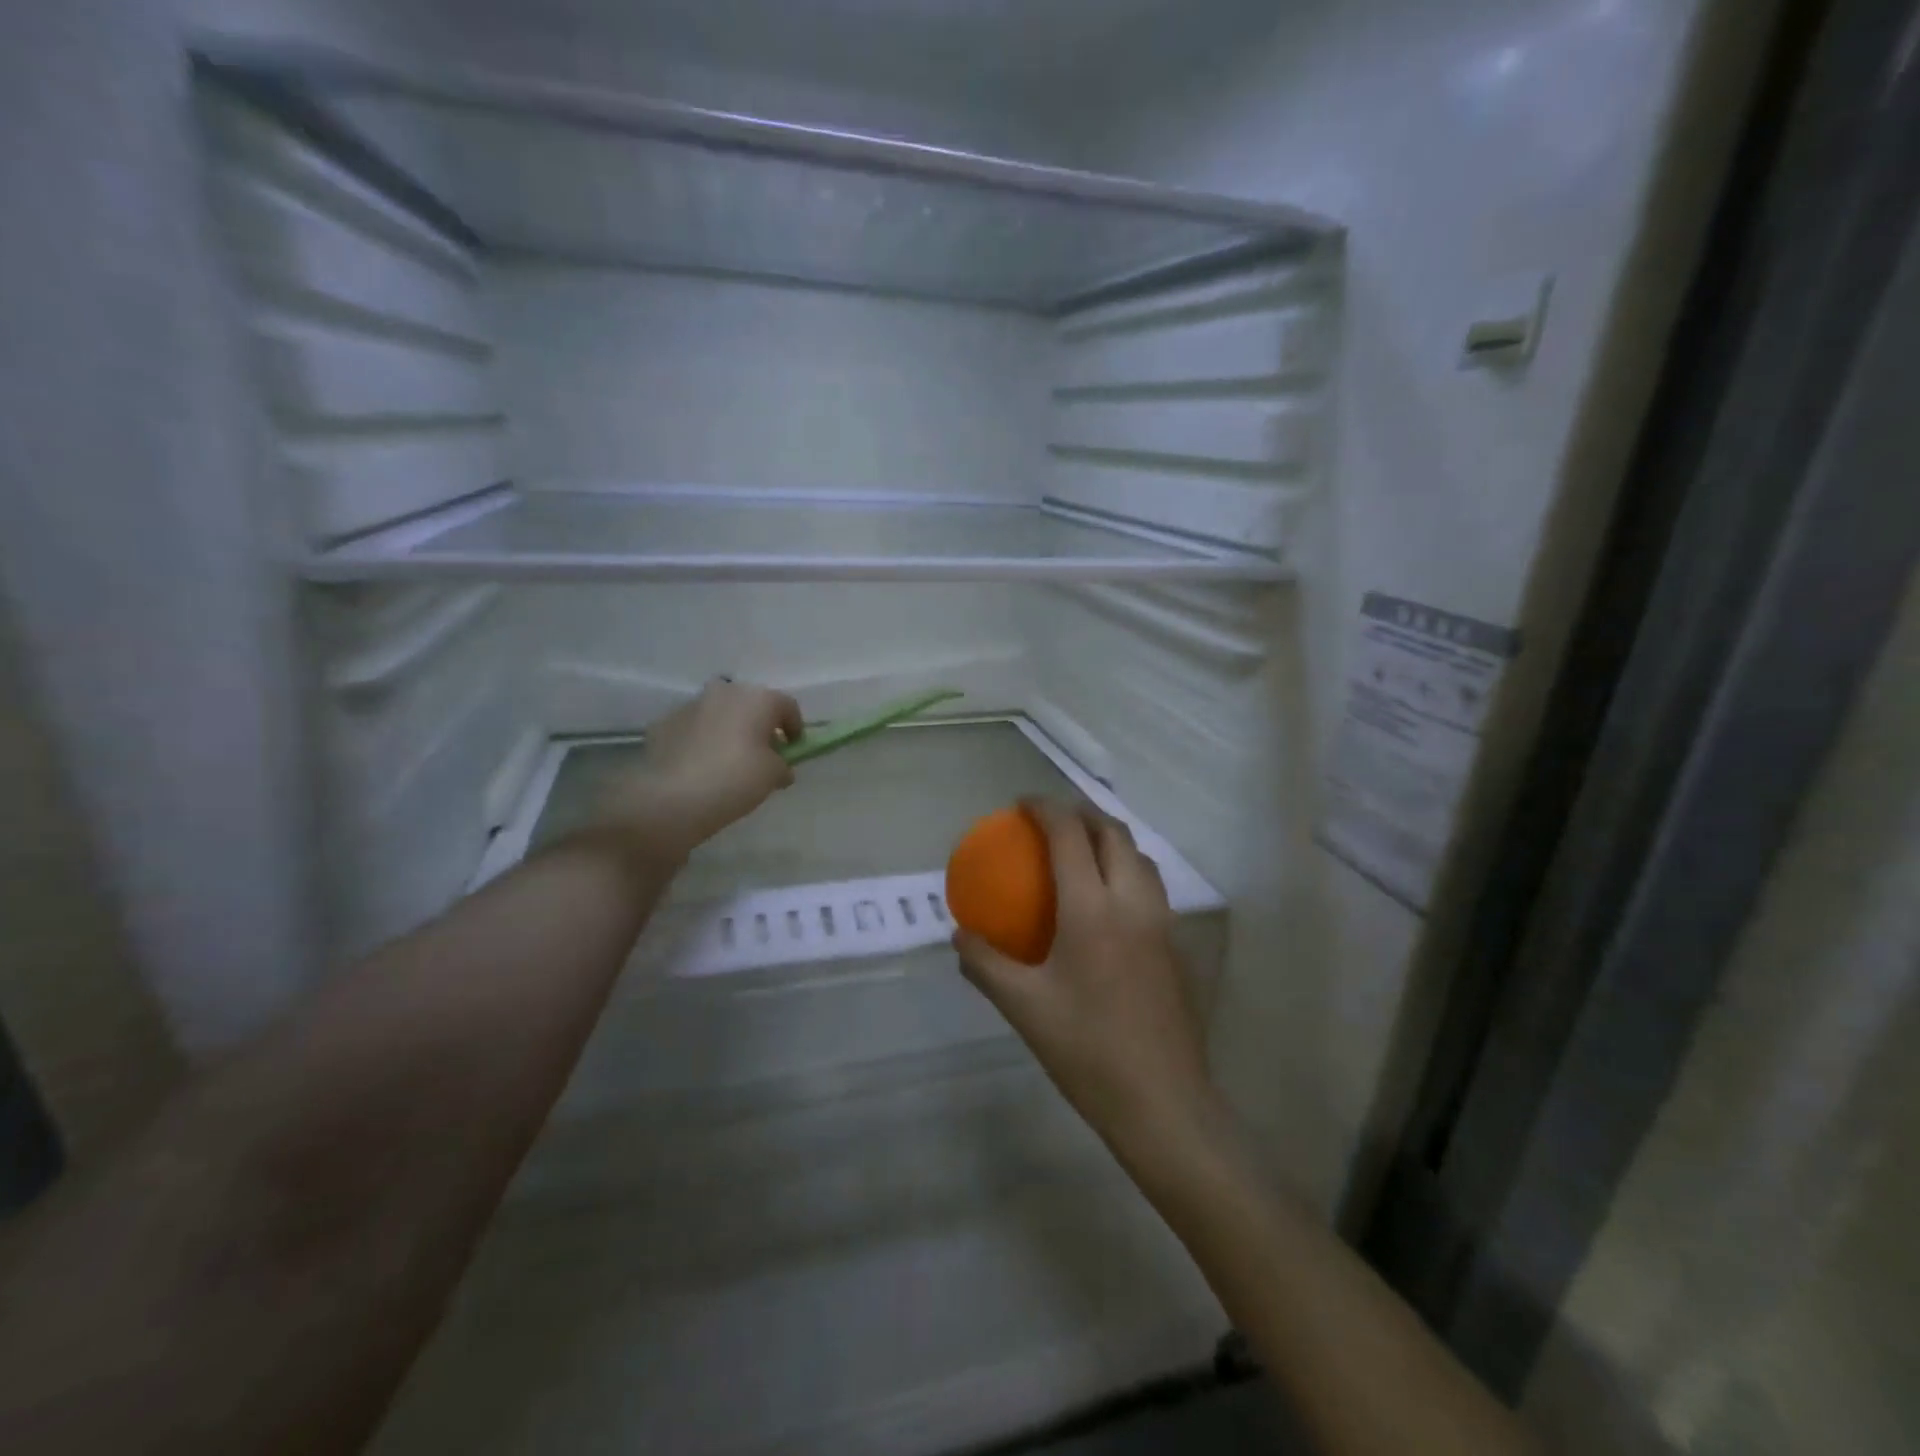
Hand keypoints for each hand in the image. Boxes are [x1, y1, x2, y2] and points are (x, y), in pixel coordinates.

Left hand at [595, 678, 804, 861]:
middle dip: (759, 725)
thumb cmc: (735, 780)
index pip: (787, 707)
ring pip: (719, 713)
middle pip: (750, 704)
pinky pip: (693, 728)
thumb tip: (780, 766)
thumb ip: (782, 765)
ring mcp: (690, 705)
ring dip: (728, 730)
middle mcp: (724, 692)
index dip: (795, 728)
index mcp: (757, 699)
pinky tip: (700, 766)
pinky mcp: (663, 723)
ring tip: (728, 761)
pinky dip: (701, 740)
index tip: (793, 749)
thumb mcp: (773, 776)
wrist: (671, 799)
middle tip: (762, 753)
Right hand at [955, 800, 1219, 1159]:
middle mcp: (1133, 902)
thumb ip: (985, 964)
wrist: (1163, 1102)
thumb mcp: (1023, 1007)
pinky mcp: (1177, 946)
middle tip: (1051, 820)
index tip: (1022, 803)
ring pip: (1140, 857)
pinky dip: (1126, 870)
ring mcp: (1162, 923)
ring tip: (1080, 850)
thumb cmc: (1086, 1050)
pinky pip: (1151, 887)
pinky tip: (1106, 903)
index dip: (1046, 808)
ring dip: (1110, 839)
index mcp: (1092, 908)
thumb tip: (959, 934)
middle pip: (1114, 833)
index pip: (1070, 835)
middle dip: (1082, 813)